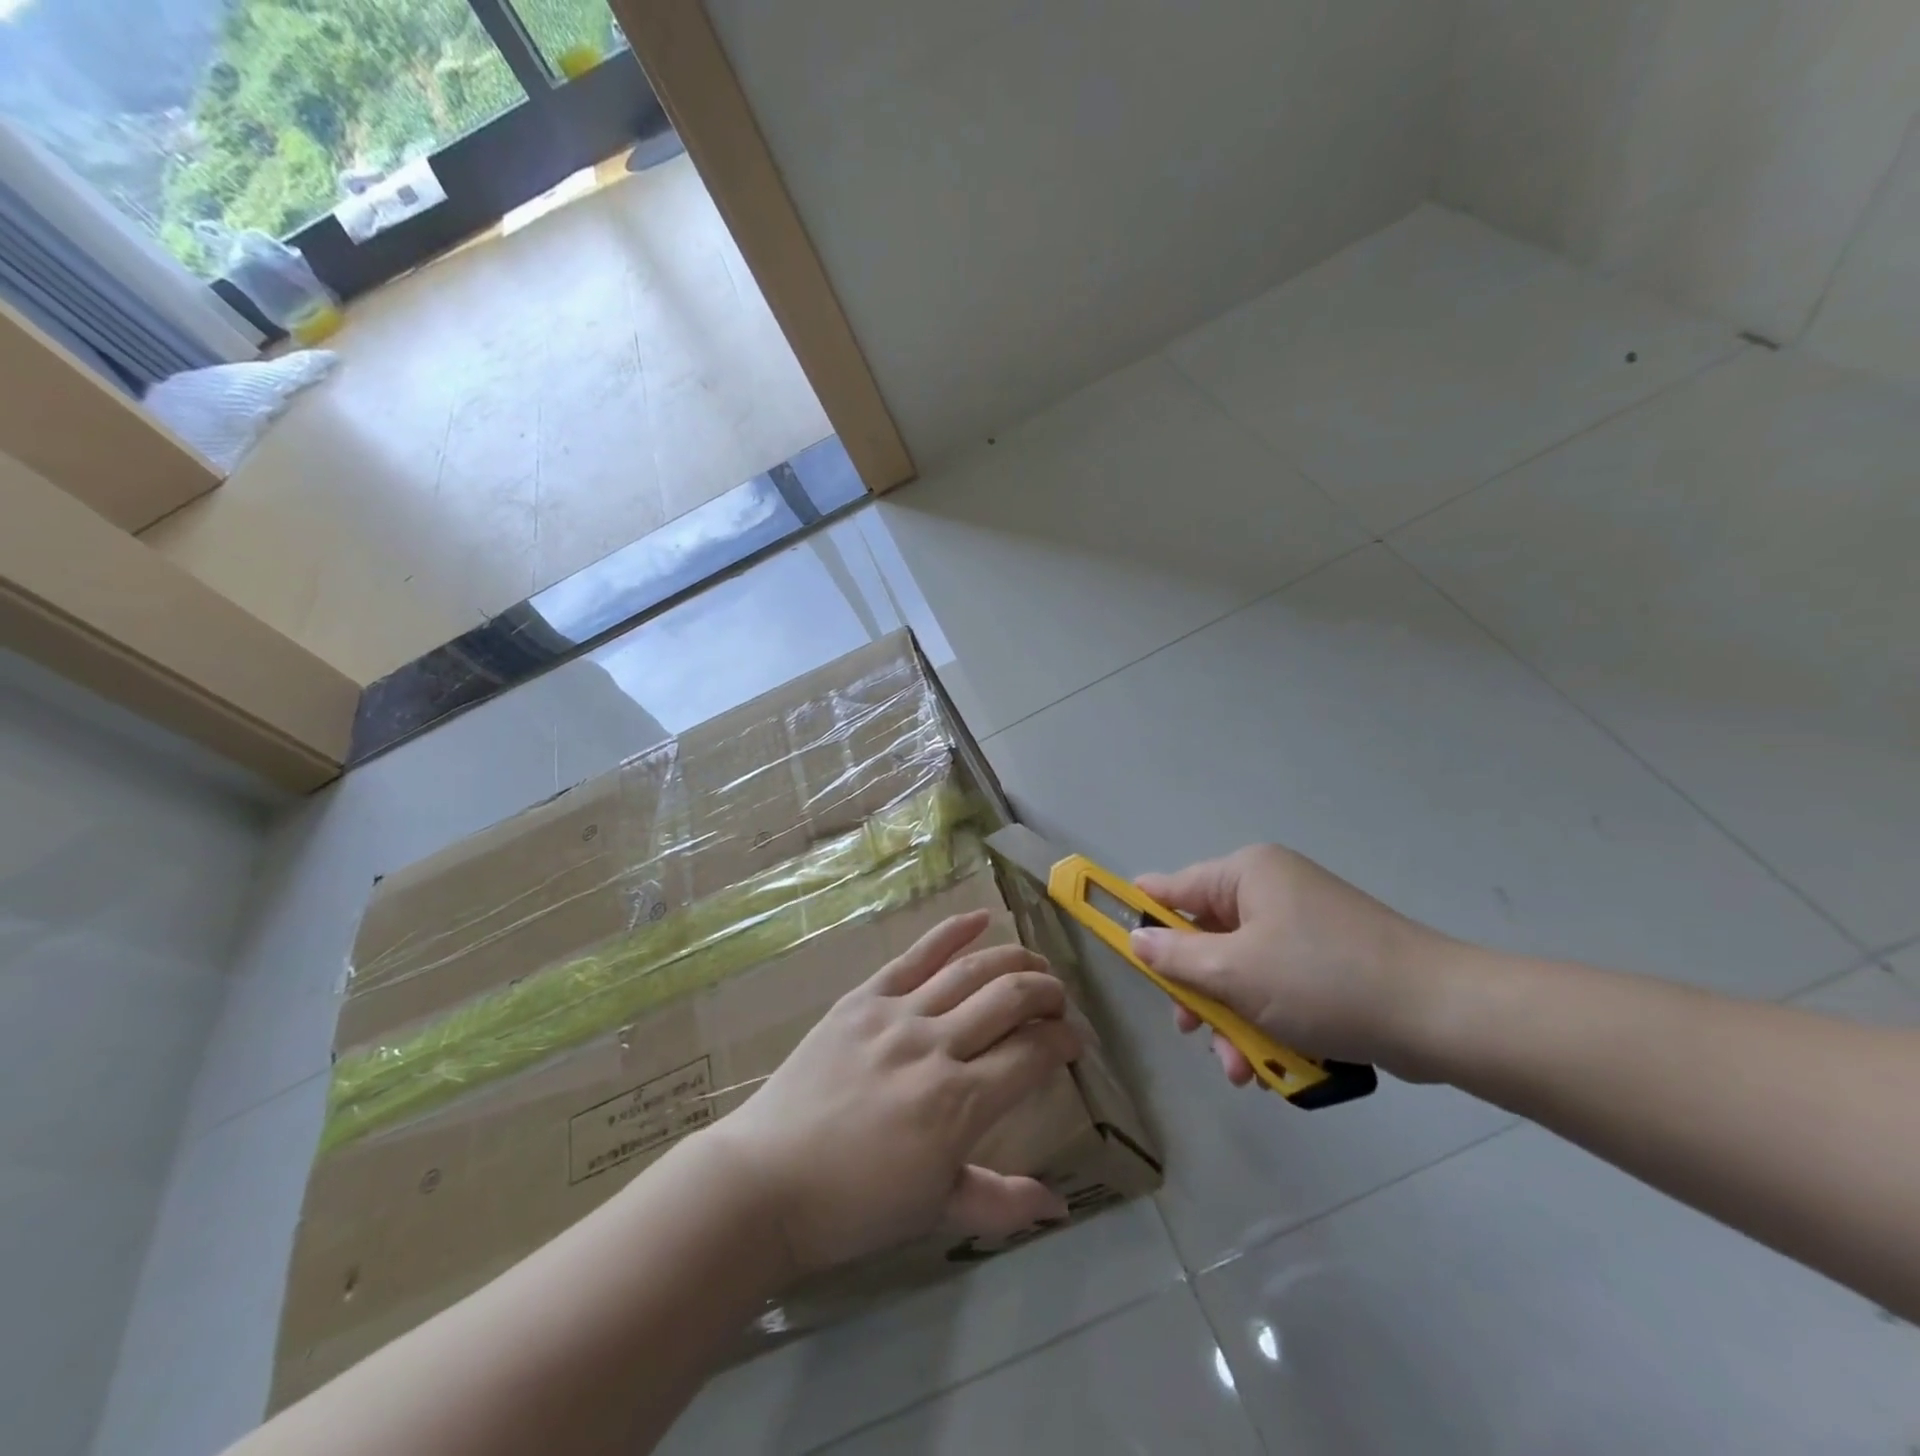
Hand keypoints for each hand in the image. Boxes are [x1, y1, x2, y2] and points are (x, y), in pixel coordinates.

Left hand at [708, 909, 1079, 1276]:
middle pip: (1010, 999)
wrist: (766, 1180)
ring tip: (1036, 964)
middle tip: (1059, 1001)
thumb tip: (1060, 1203)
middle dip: (1047, 994)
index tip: (1074, 1043)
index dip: (1063, 1042)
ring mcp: (897, 1014)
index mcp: (959, 1103)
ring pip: (971, 970)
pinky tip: (981, 918)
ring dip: (1014, 960)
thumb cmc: (854, 1205)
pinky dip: (952, 931)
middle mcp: (936, 1046)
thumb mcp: (935, 1210)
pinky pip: (916, 955)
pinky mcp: (864, 997)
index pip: (1032, 1054)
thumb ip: (1001, 1202)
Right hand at [1131, 845, 1450, 1084]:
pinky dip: (1267, 1022)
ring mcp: (1302, 926)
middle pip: (1205, 937)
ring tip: (1241, 1069)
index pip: (1171, 887)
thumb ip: (1176, 957)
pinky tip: (1271, 1066)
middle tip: (1192, 1031)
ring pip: (1240, 971)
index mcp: (1246, 874)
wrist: (1441, 1015)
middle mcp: (1271, 890)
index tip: (1113, 946)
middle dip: (1197, 991)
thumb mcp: (1235, 971)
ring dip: (1232, 1020)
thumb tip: (1136, 939)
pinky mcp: (1328, 962)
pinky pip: (1276, 987)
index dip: (1138, 915)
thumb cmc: (1323, 980)